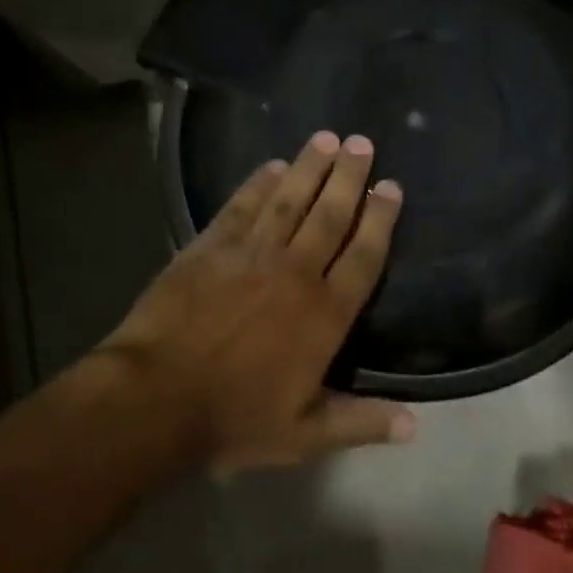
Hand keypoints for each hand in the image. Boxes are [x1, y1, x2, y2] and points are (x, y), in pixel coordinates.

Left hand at [99, 131, 414, 471]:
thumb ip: (361, 422)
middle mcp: (295, 272)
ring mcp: (250, 254)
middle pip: (330, 215)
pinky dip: (258, 183)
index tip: (391, 188)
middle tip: (363, 143)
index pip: (363, 256)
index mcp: (324, 314)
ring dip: (310, 167)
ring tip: (326, 138)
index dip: (380, 220)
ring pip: (289, 200)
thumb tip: (417, 427)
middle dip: (349, 177)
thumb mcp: (304, 433)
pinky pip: (241, 206)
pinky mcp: (210, 247)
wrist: (155, 398)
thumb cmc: (234, 418)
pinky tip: (272, 166)